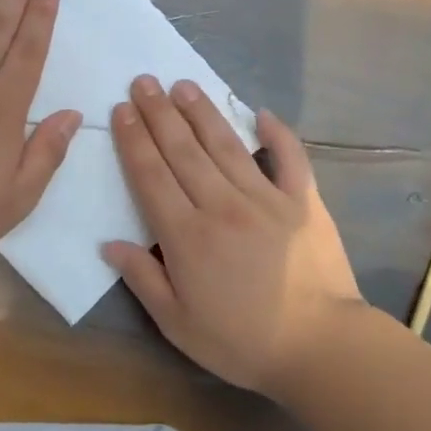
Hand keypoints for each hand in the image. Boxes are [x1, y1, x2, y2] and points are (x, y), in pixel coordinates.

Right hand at [104, 76, 366, 398]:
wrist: (321, 349)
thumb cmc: (242, 342)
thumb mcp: (178, 324)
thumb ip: (143, 279)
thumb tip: (109, 243)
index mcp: (187, 235)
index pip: (151, 175)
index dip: (133, 140)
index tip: (122, 110)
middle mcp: (222, 205)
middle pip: (183, 150)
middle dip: (160, 113)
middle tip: (144, 82)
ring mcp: (266, 199)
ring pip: (226, 145)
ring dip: (202, 112)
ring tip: (184, 85)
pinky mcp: (303, 202)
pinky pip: (289, 158)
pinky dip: (277, 134)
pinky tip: (261, 113)